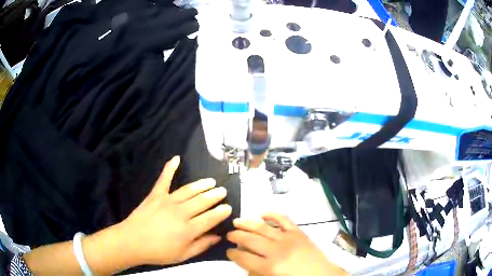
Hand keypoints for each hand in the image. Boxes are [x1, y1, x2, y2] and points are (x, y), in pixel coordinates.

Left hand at [107, 156, 231, 264]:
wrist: (132, 242)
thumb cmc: (158, 252)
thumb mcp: (183, 255)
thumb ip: (201, 245)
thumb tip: (217, 237)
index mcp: (188, 230)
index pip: (210, 218)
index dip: (221, 212)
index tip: (229, 207)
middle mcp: (181, 213)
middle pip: (202, 201)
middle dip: (215, 196)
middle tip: (223, 191)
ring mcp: (167, 201)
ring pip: (189, 190)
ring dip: (202, 185)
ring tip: (211, 182)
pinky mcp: (155, 195)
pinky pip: (164, 179)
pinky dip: (170, 168)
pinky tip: (176, 158)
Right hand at [226, 213, 346, 275]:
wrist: (322, 275)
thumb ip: (257, 274)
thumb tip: (246, 265)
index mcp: (270, 267)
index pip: (244, 258)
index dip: (233, 254)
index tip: (228, 251)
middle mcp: (276, 250)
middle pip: (250, 240)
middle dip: (236, 236)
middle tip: (229, 235)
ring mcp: (288, 238)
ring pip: (263, 228)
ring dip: (247, 224)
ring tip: (236, 221)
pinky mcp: (298, 232)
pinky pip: (284, 219)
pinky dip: (273, 214)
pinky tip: (263, 213)